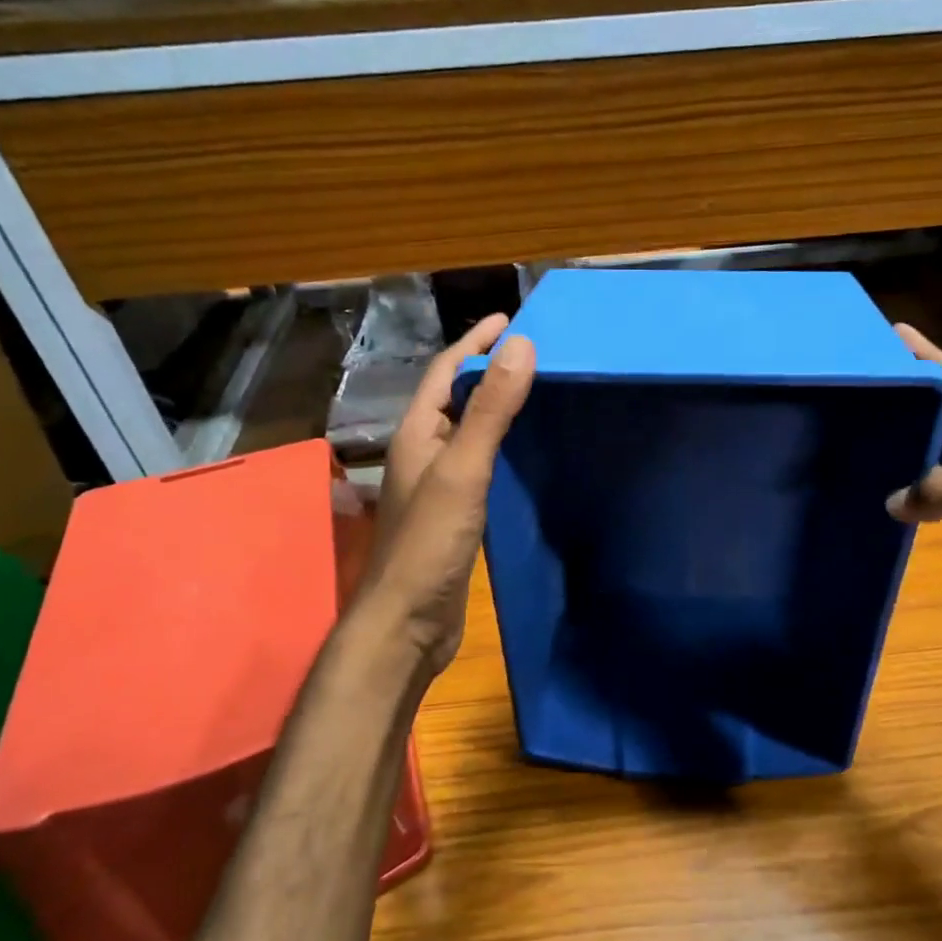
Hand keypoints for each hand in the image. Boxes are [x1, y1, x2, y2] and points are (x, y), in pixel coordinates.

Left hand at [357, 315, 534, 682]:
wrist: (407, 621)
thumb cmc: (430, 541)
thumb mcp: (464, 469)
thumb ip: (491, 410)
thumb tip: (521, 344)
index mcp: (417, 433)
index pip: (446, 372)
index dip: (476, 342)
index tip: (511, 319)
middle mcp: (422, 452)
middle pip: (455, 397)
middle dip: (487, 368)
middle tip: (531, 351)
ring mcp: (437, 485)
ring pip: (467, 431)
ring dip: (494, 406)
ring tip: (534, 391)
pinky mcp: (454, 513)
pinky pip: (479, 463)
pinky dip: (501, 445)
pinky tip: (526, 452)